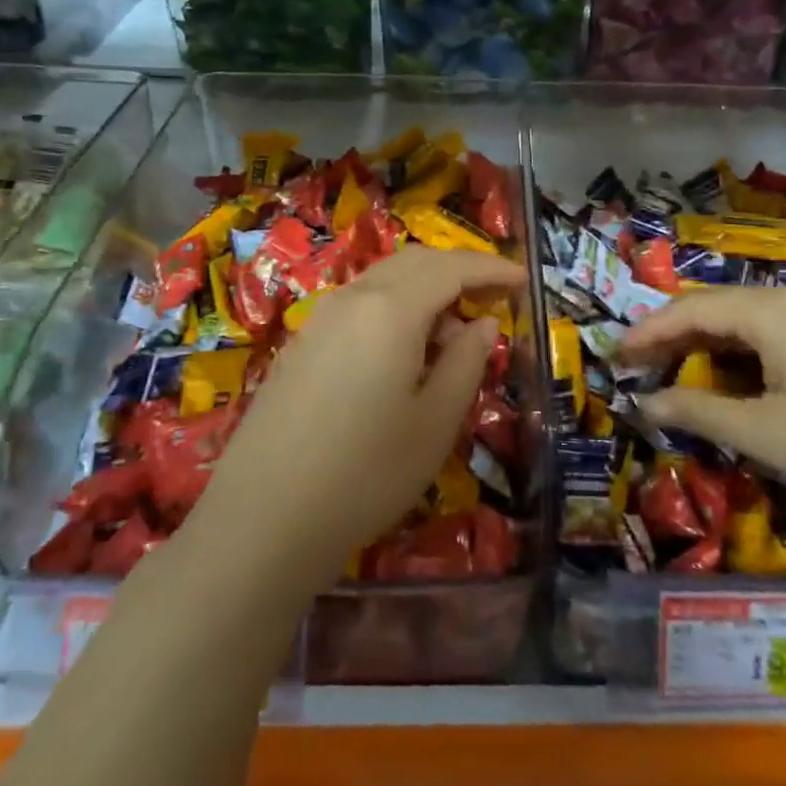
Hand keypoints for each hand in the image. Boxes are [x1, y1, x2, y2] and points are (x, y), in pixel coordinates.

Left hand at [192, 247, 525, 586]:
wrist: (260, 522)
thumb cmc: (365, 474)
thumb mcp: (435, 423)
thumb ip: (466, 362)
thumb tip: (482, 324)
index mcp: (390, 310)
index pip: (452, 268)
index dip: (492, 268)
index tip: (524, 279)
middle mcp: (352, 299)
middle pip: (415, 263)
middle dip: (459, 271)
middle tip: (495, 298)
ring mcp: (319, 320)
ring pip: (383, 282)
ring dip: (425, 291)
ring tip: (452, 336)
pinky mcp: (300, 346)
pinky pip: (359, 306)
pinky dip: (394, 310)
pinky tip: (403, 354)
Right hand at [622, 286, 785, 526]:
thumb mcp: (768, 434)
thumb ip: (699, 412)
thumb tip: (645, 404)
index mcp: (772, 310)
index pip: (691, 309)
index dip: (647, 332)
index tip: (614, 356)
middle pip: (717, 308)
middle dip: (673, 338)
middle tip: (637, 370)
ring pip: (746, 322)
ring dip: (707, 348)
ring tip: (674, 378)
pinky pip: (775, 335)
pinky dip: (742, 356)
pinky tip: (732, 382)